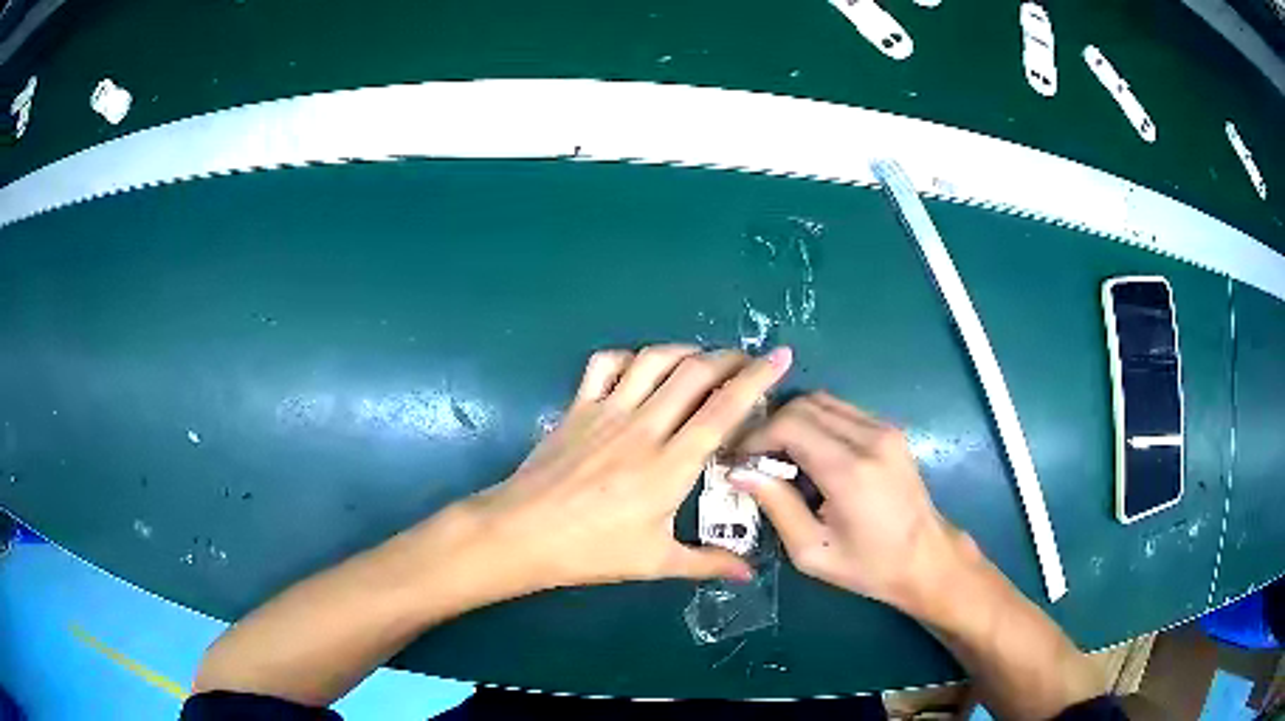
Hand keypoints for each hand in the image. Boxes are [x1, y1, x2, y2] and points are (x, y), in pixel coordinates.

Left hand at [457, 344, 792, 597]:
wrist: (522, 533)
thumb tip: (748, 573)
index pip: (724, 409)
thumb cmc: (591, 550)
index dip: (757, 378)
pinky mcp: (579, 406)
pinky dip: (630, 356)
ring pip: (654, 359)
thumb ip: (707, 562)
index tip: (780, 357)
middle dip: (729, 357)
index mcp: (670, 464)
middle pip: (695, 373)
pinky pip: (606, 364)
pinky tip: (641, 368)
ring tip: (704, 359)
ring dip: (686, 350)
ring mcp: (607, 411)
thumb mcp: (654, 561)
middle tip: (748, 361)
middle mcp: (644, 426)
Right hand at [730, 393, 967, 612]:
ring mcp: (884, 429)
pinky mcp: (890, 430)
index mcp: (849, 470)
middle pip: (804, 404)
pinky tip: (811, 455)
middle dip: (771, 425)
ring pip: (823, 400)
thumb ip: (776, 506)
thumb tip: (740, 472)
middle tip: (754, 458)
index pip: (789, 424)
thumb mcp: (812, 551)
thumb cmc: (869, 566)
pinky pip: (842, 411)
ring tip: (780, 456)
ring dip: (793, 421)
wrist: (927, 559)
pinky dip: (816, 423)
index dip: (755, 436)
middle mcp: (869, 437)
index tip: (738, 460)